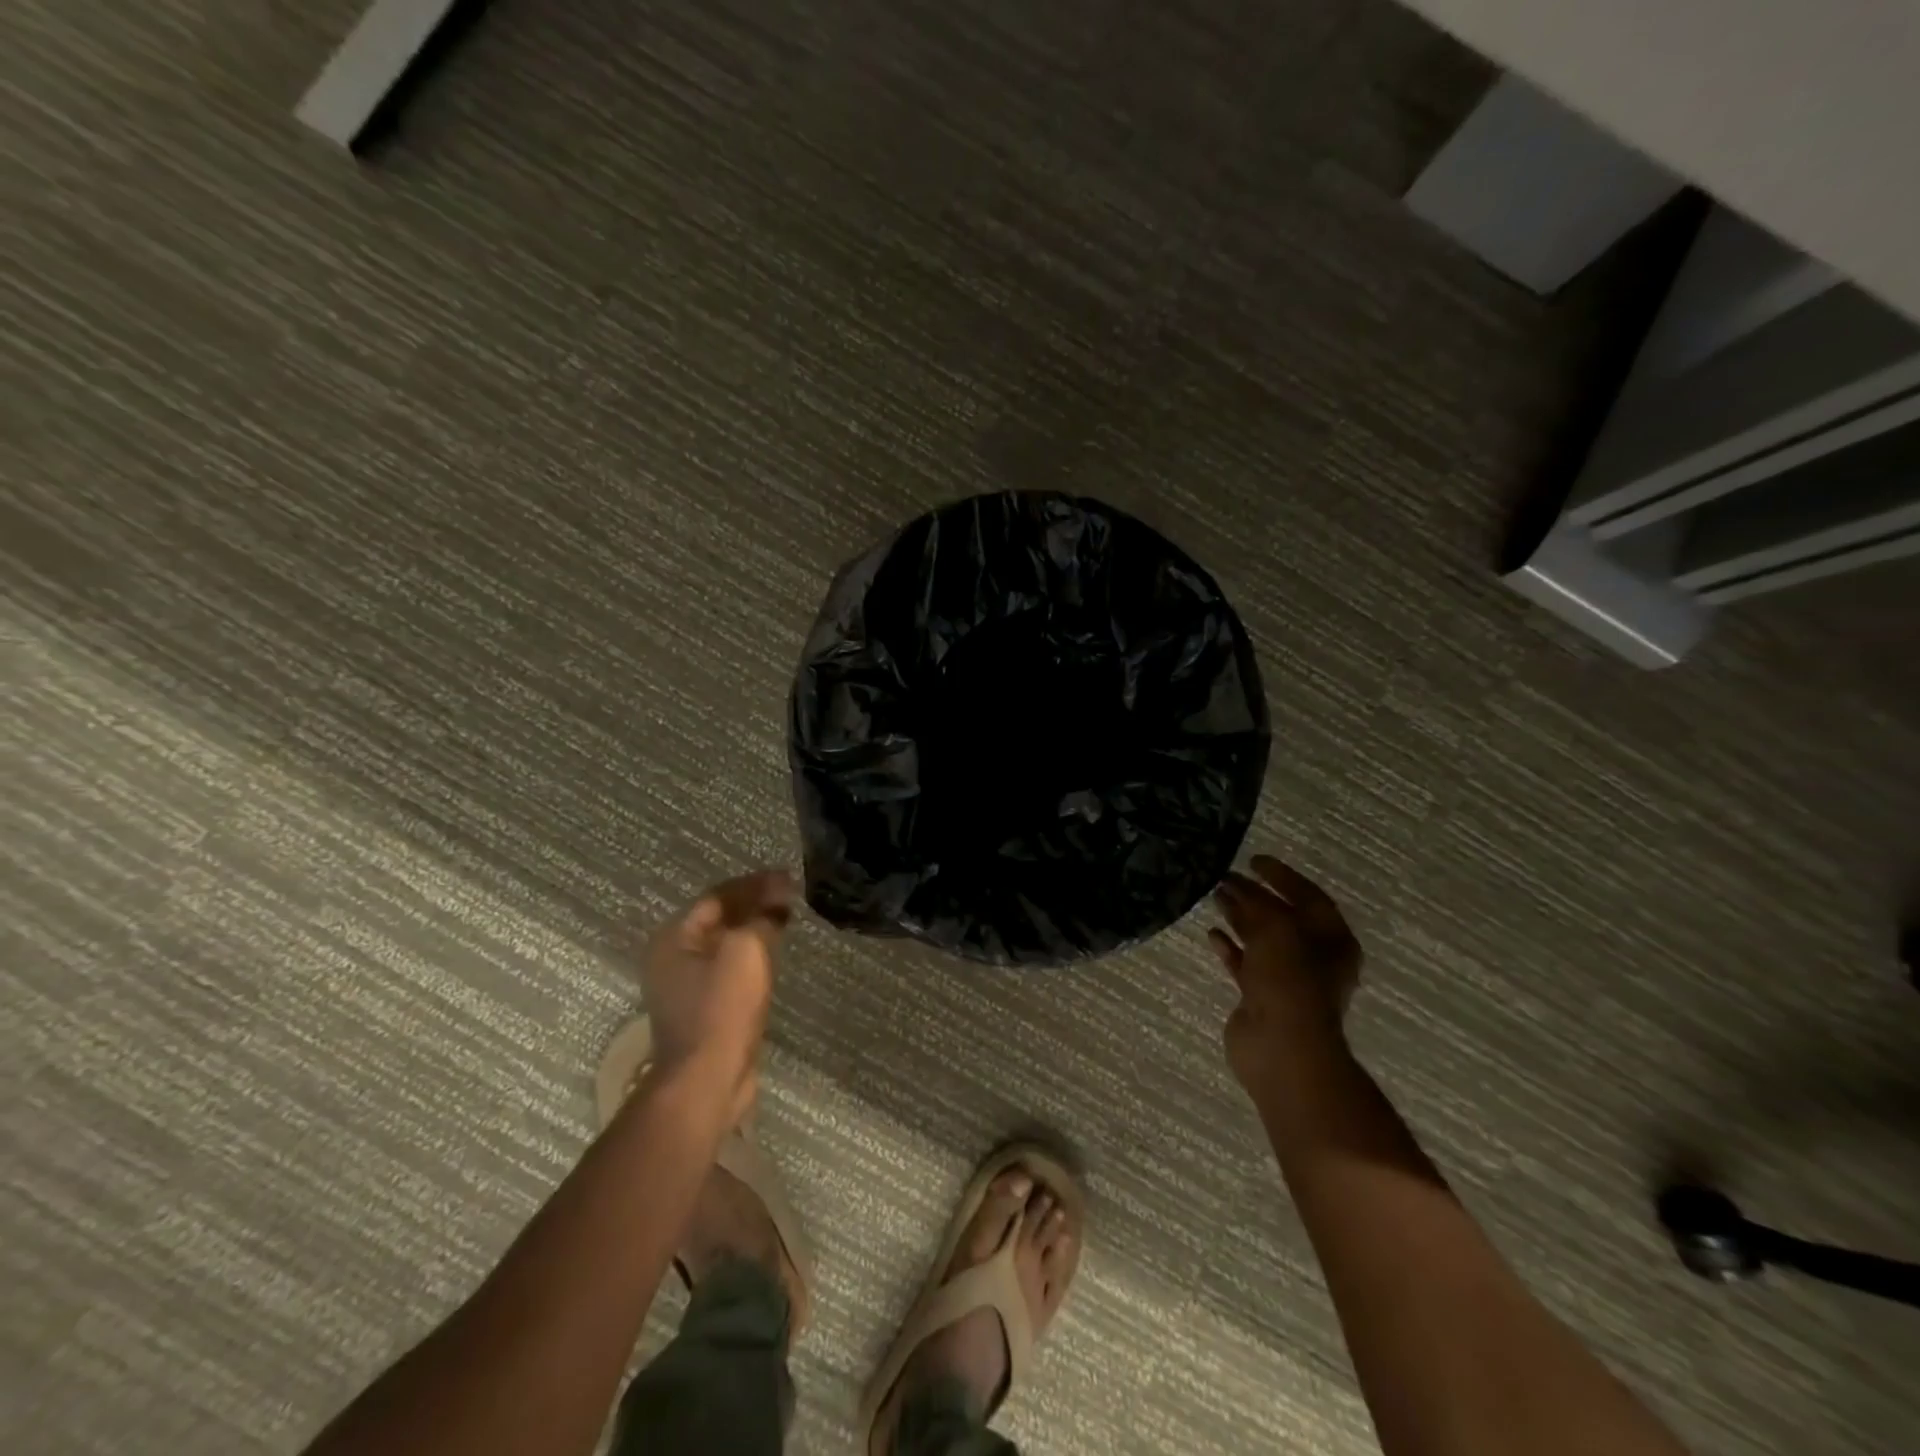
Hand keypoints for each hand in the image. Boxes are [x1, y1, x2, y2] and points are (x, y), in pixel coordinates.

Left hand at [640, 869, 792, 1115]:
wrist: (707, 1080)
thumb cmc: (722, 1008)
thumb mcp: (747, 950)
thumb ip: (761, 919)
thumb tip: (774, 908)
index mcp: (674, 939)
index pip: (718, 896)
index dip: (756, 884)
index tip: (790, 879)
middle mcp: (673, 959)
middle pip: (719, 919)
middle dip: (755, 905)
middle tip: (791, 896)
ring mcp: (686, 988)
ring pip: (726, 945)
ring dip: (755, 930)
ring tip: (787, 919)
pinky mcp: (705, 1011)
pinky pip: (730, 971)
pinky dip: (752, 957)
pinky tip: (774, 957)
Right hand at [1207, 854, 1361, 1090]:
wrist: (1282, 1047)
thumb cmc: (1290, 980)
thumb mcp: (1277, 929)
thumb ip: (1257, 904)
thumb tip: (1235, 886)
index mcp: (1333, 940)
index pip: (1308, 896)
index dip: (1281, 876)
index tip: (1253, 860)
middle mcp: (1314, 957)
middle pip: (1282, 916)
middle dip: (1255, 895)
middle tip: (1225, 876)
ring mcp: (1286, 979)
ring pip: (1260, 938)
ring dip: (1239, 916)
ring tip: (1215, 895)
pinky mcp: (1260, 996)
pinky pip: (1243, 963)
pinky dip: (1229, 947)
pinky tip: (1212, 933)